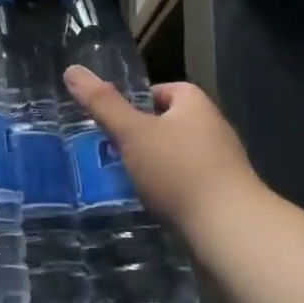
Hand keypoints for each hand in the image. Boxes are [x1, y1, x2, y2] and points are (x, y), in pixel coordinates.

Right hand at [62, 66, 261, 252]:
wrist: (232, 233)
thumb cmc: (180, 171)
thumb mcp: (132, 133)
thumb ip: (102, 103)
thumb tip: (72, 69)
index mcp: (196, 105)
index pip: (165, 90)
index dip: (139, 101)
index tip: (114, 119)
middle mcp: (214, 129)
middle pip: (171, 124)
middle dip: (143, 136)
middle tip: (113, 149)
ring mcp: (223, 166)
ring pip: (179, 157)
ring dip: (156, 166)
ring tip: (127, 179)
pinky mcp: (225, 198)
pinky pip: (189, 185)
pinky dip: (171, 191)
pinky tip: (153, 205)